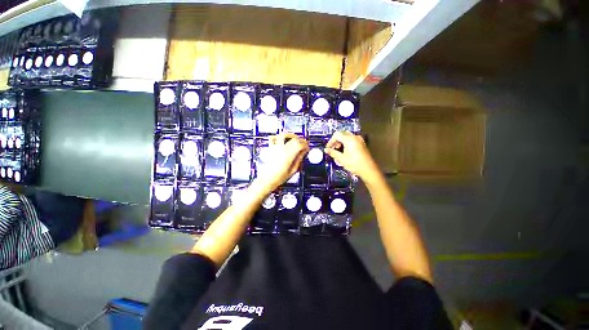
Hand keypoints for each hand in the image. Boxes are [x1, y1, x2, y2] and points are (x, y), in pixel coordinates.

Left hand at [255, 133, 308, 191]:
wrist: (267, 179)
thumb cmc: (279, 177)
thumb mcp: (293, 170)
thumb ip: (299, 159)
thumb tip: (304, 152)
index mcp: (288, 156)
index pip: (300, 144)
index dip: (306, 145)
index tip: (307, 148)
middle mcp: (282, 149)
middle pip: (294, 139)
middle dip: (301, 140)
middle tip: (304, 144)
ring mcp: (275, 148)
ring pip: (284, 135)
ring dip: (291, 135)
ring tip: (295, 138)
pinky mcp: (271, 148)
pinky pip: (273, 138)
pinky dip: (278, 136)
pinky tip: (282, 139)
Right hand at [324, 131, 380, 183]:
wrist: (368, 169)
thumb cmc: (354, 164)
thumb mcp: (341, 159)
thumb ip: (332, 152)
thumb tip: (326, 150)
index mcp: (349, 139)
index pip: (337, 135)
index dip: (331, 141)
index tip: (328, 148)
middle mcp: (354, 137)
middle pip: (342, 134)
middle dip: (336, 141)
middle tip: (333, 149)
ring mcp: (359, 140)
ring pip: (347, 137)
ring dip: (341, 142)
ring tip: (338, 150)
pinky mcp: (362, 143)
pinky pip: (351, 139)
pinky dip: (346, 143)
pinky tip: (345, 151)